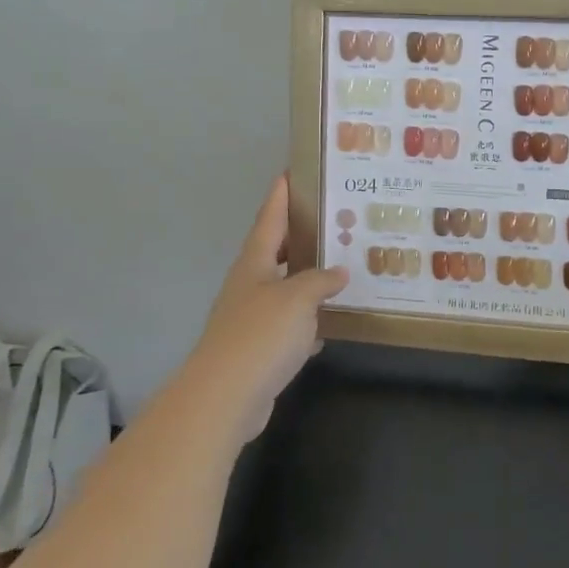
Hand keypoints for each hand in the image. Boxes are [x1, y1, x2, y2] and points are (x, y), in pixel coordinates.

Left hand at [187, 176, 347, 441]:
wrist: (225, 396)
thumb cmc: (260, 335)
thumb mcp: (297, 298)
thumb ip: (320, 280)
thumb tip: (338, 272)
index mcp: (254, 263)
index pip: (269, 219)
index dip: (281, 195)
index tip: (291, 171)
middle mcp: (251, 284)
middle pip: (277, 251)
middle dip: (301, 234)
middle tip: (333, 218)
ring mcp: (253, 317)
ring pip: (286, 288)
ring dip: (309, 278)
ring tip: (342, 265)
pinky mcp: (260, 348)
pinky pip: (291, 324)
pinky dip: (310, 320)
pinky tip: (332, 320)